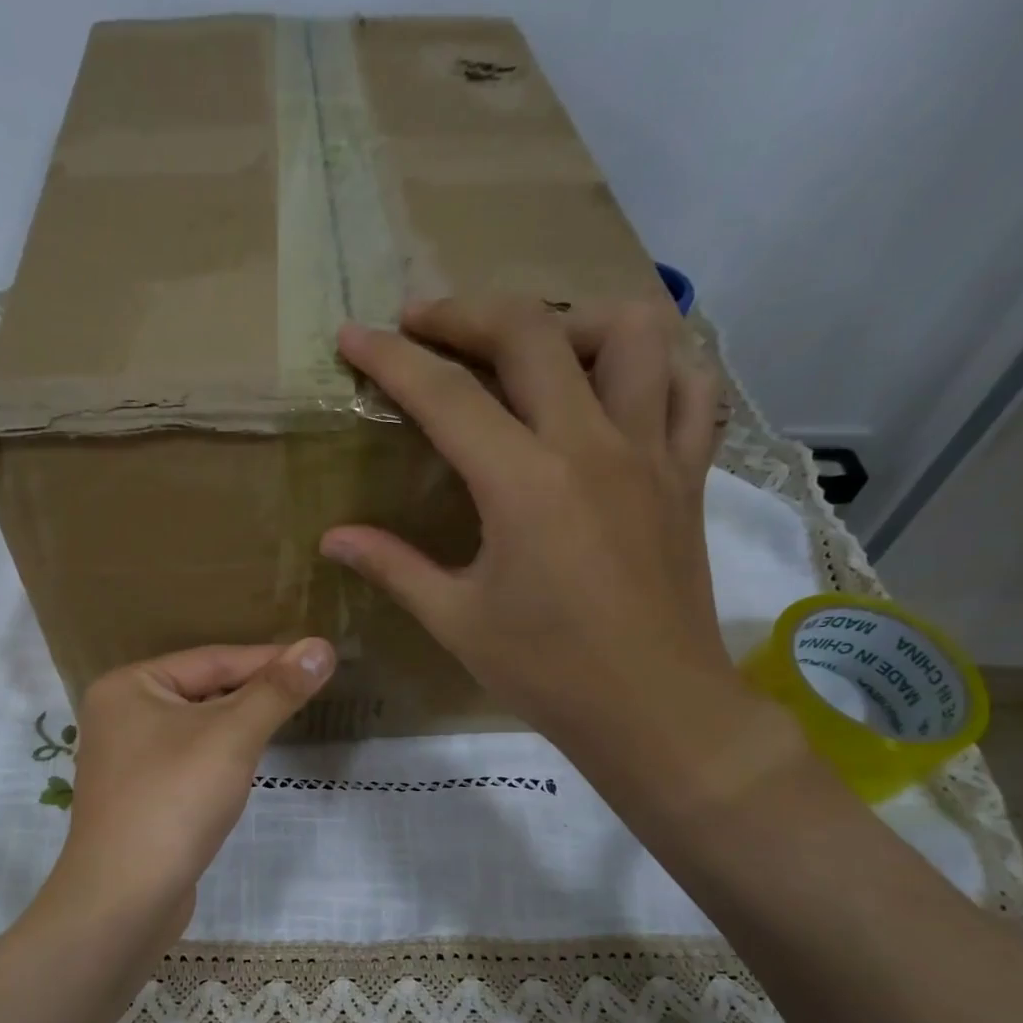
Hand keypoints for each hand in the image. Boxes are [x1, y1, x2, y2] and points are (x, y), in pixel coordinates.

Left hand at [44, 640, 335, 944]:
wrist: (124, 899)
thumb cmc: (174, 801)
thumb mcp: (232, 736)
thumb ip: (276, 691)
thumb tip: (322, 646)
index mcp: (129, 686)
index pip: (211, 660)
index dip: (268, 659)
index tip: (318, 660)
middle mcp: (120, 715)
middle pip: (202, 691)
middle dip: (254, 693)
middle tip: (308, 690)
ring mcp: (126, 759)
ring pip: (196, 728)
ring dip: (239, 725)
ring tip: (284, 720)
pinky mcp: (139, 796)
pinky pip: (188, 760)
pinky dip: (220, 757)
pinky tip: (245, 765)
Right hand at [320, 296, 762, 806]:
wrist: (653, 709)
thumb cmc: (547, 672)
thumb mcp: (457, 621)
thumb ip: (394, 566)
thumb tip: (333, 537)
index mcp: (523, 484)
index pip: (446, 396)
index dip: (392, 360)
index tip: (353, 336)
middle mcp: (591, 444)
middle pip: (532, 331)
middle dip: (466, 313)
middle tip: (424, 324)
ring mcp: (651, 451)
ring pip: (629, 333)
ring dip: (571, 319)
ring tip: (533, 347)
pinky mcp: (688, 472)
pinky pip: (689, 387)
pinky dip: (655, 365)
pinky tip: (619, 385)